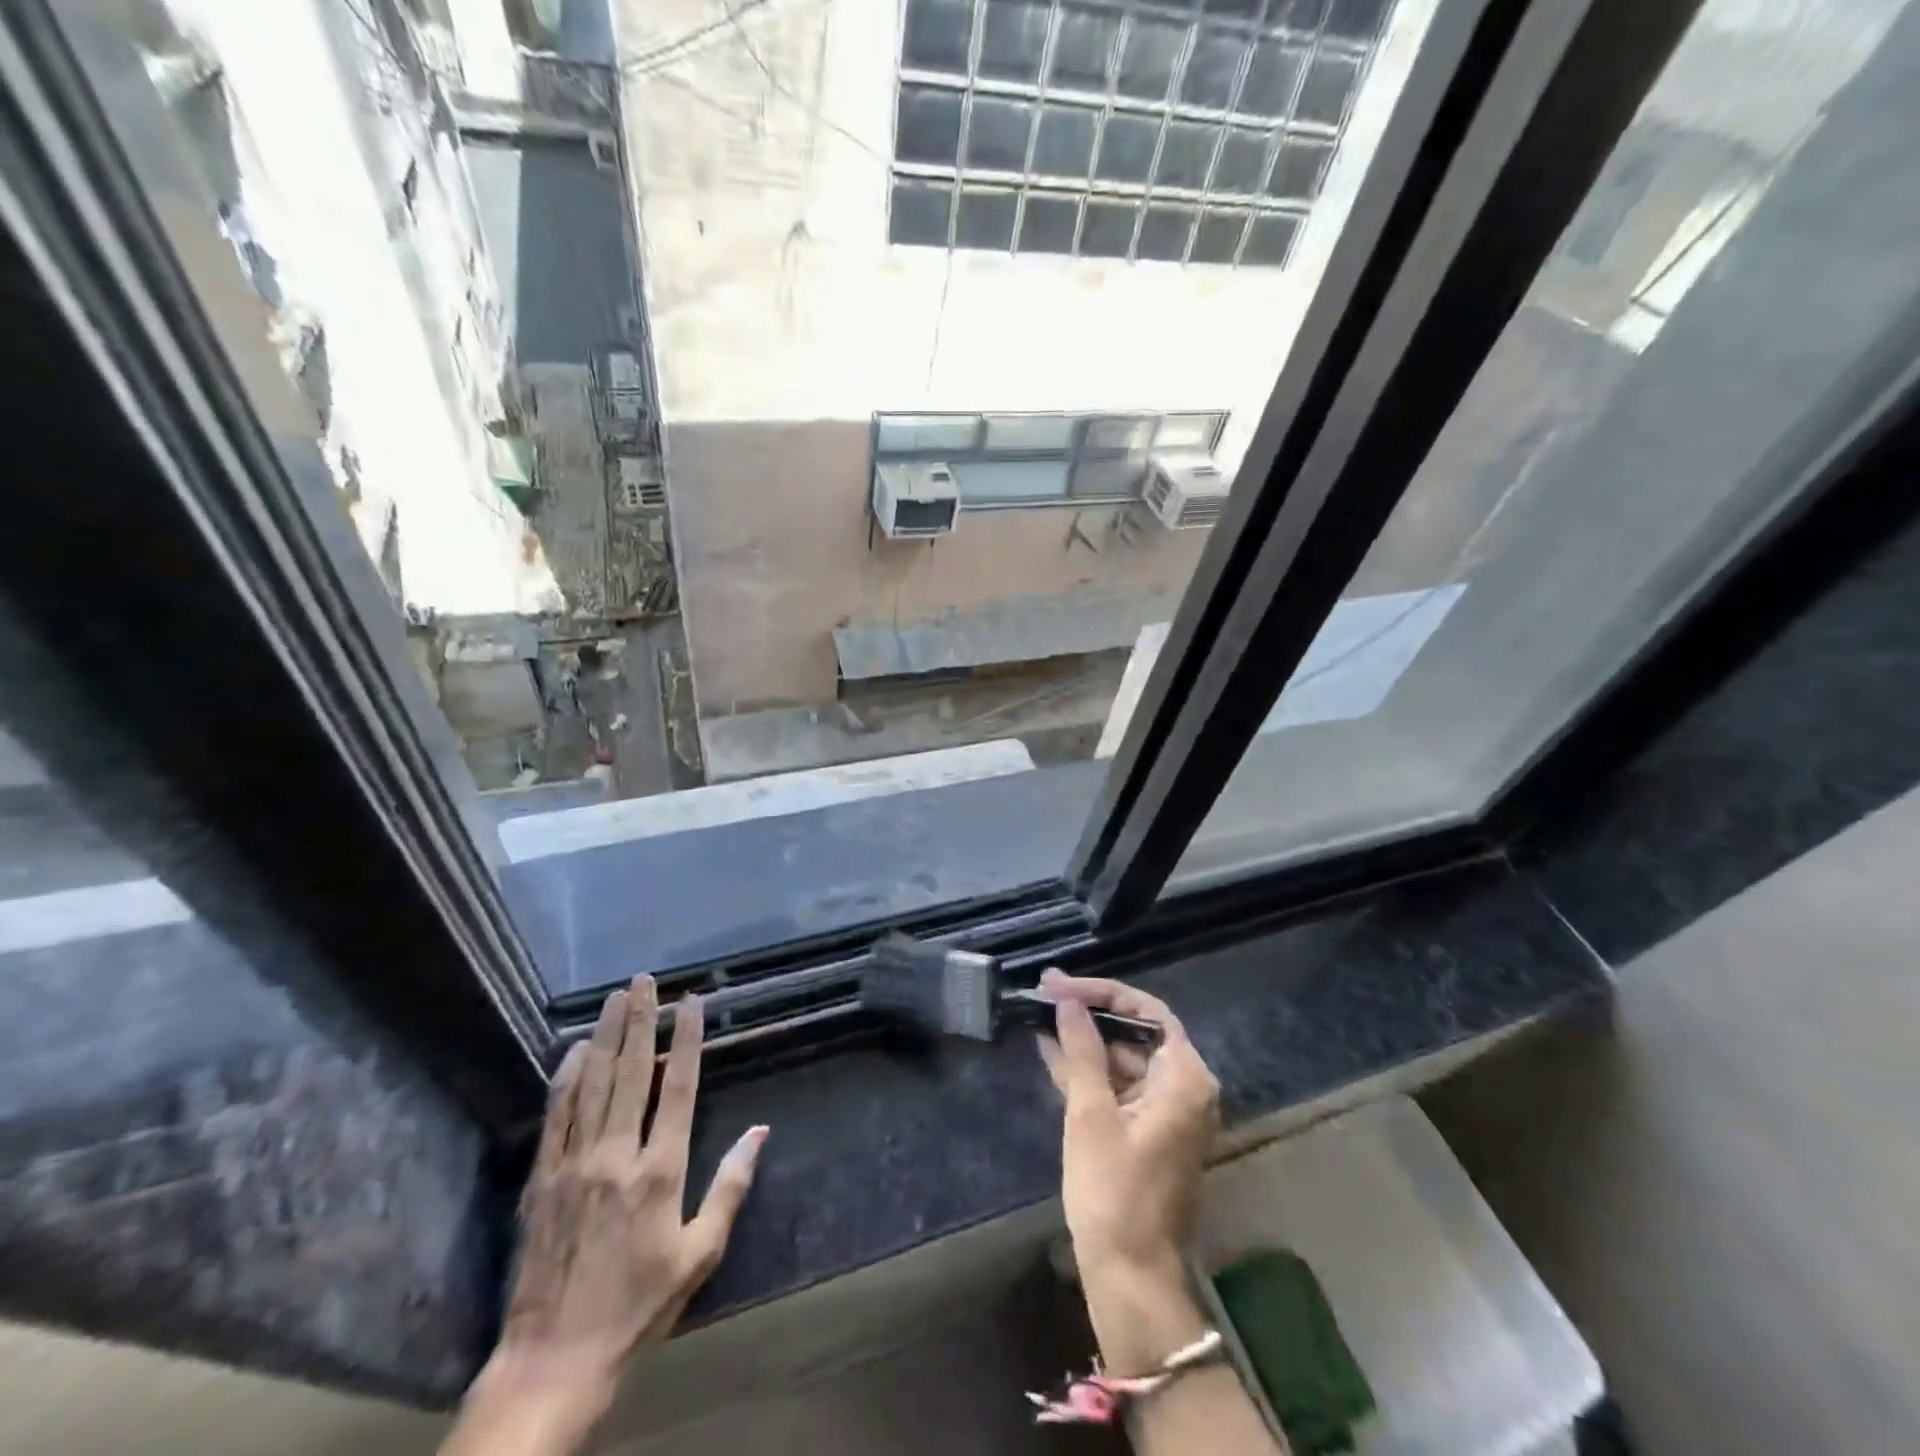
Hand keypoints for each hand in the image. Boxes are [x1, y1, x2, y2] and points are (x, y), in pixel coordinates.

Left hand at [445, 976, 766, 1455]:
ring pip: (592, 1084)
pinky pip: (556, 1115)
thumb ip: (730, 1187)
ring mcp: (575, 1164)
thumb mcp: (699, 1254)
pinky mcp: (542, 1179)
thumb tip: (761, 1132)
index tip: (691, 1002)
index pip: (677, 1088)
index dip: (687, 1040)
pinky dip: (566, 1077)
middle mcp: (617, 1155)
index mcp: (660, 1171)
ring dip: (606, 1036)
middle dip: (641, 1021)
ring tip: (615, 997)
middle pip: (632, 1073)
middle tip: (645, 980)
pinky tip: (574, 1050)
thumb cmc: (638, 1306)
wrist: (553, 1360)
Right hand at [1036, 970, 1218, 1374]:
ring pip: (1123, 1059)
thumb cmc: (1114, 1192)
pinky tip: (1050, 1049)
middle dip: (1089, 1014)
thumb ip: (1081, 1050)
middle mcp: (1183, 1088)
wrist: (1130, 1279)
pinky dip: (1088, 1071)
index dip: (1103, 994)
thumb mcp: (1091, 1113)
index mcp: (1185, 1078)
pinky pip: (1118, 1087)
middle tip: (1044, 993)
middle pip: (1136, 1033)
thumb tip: (1067, 1001)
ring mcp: (1165, 1112)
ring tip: (1039, 1014)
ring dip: (1083, 1041)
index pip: (1148, 1012)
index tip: (1061, 986)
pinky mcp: (1146, 1132)